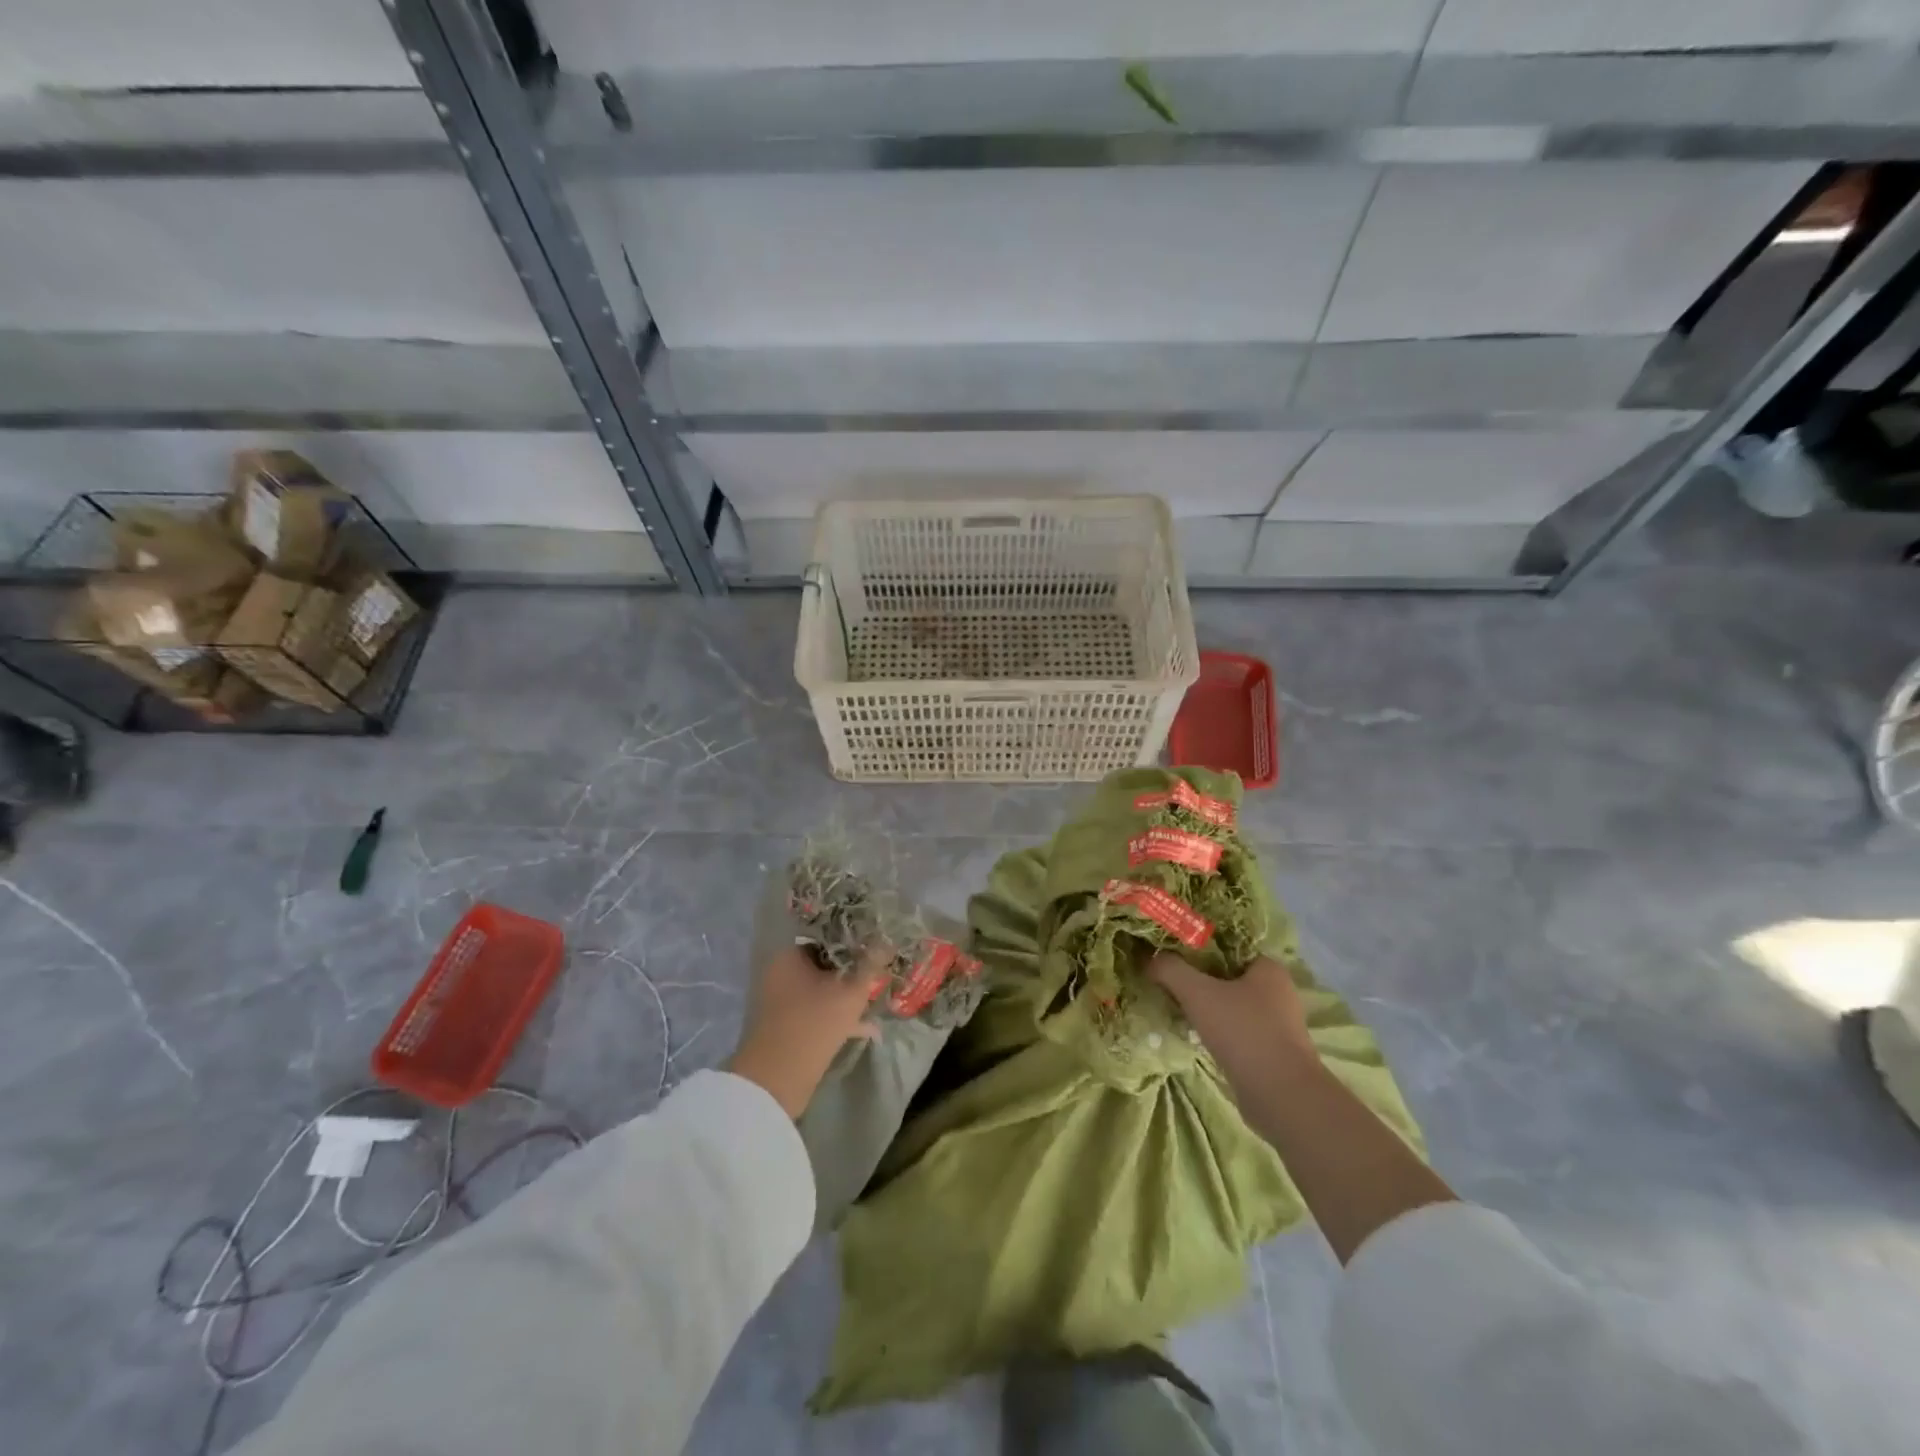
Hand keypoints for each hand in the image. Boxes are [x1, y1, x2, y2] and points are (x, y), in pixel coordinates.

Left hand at [727, 943, 886, 1118]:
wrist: (777, 1080)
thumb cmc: (815, 1023)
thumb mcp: (851, 991)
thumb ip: (871, 964)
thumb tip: (887, 941)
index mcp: (790, 956)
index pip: (826, 935)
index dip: (853, 938)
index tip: (876, 943)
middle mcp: (781, 974)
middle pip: (825, 963)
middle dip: (853, 969)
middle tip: (879, 972)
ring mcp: (782, 1002)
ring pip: (823, 990)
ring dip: (848, 994)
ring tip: (877, 999)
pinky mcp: (787, 1027)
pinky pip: (818, 1012)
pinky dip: (839, 1017)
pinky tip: (867, 1028)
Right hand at [1148, 951, 1317, 1096]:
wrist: (1281, 1097)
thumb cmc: (1244, 1032)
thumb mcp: (1197, 993)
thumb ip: (1170, 969)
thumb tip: (1150, 958)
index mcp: (1267, 967)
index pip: (1226, 945)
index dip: (1196, 946)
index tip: (1169, 952)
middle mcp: (1277, 991)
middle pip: (1226, 974)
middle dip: (1196, 977)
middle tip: (1165, 978)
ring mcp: (1276, 1023)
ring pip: (1230, 1003)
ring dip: (1204, 1005)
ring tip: (1173, 1005)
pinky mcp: (1270, 1050)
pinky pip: (1235, 1029)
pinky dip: (1215, 1028)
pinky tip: (1192, 1032)